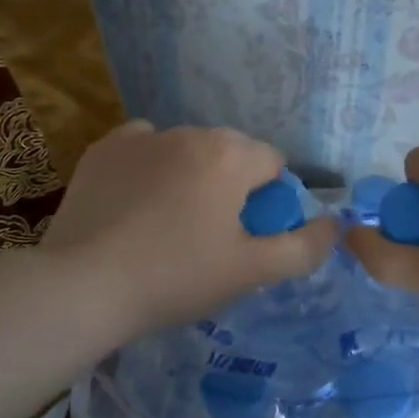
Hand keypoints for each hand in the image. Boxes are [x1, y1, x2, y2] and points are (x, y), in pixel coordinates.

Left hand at [39, 121, 337, 342]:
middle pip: (231, 154)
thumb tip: (334, 225)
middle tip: (211, 237)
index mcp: (231, 155)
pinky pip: (144, 149)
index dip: (270, 202)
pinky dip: (150, 168)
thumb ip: (303, 247)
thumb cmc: (177, 277)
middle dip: (232, 186)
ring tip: (169, 225)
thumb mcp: (250, 271)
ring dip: (192, 175)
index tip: (247, 237)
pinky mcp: (104, 149)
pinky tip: (136, 205)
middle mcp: (190, 132)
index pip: (274, 164)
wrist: (84, 285)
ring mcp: (142, 136)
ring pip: (188, 150)